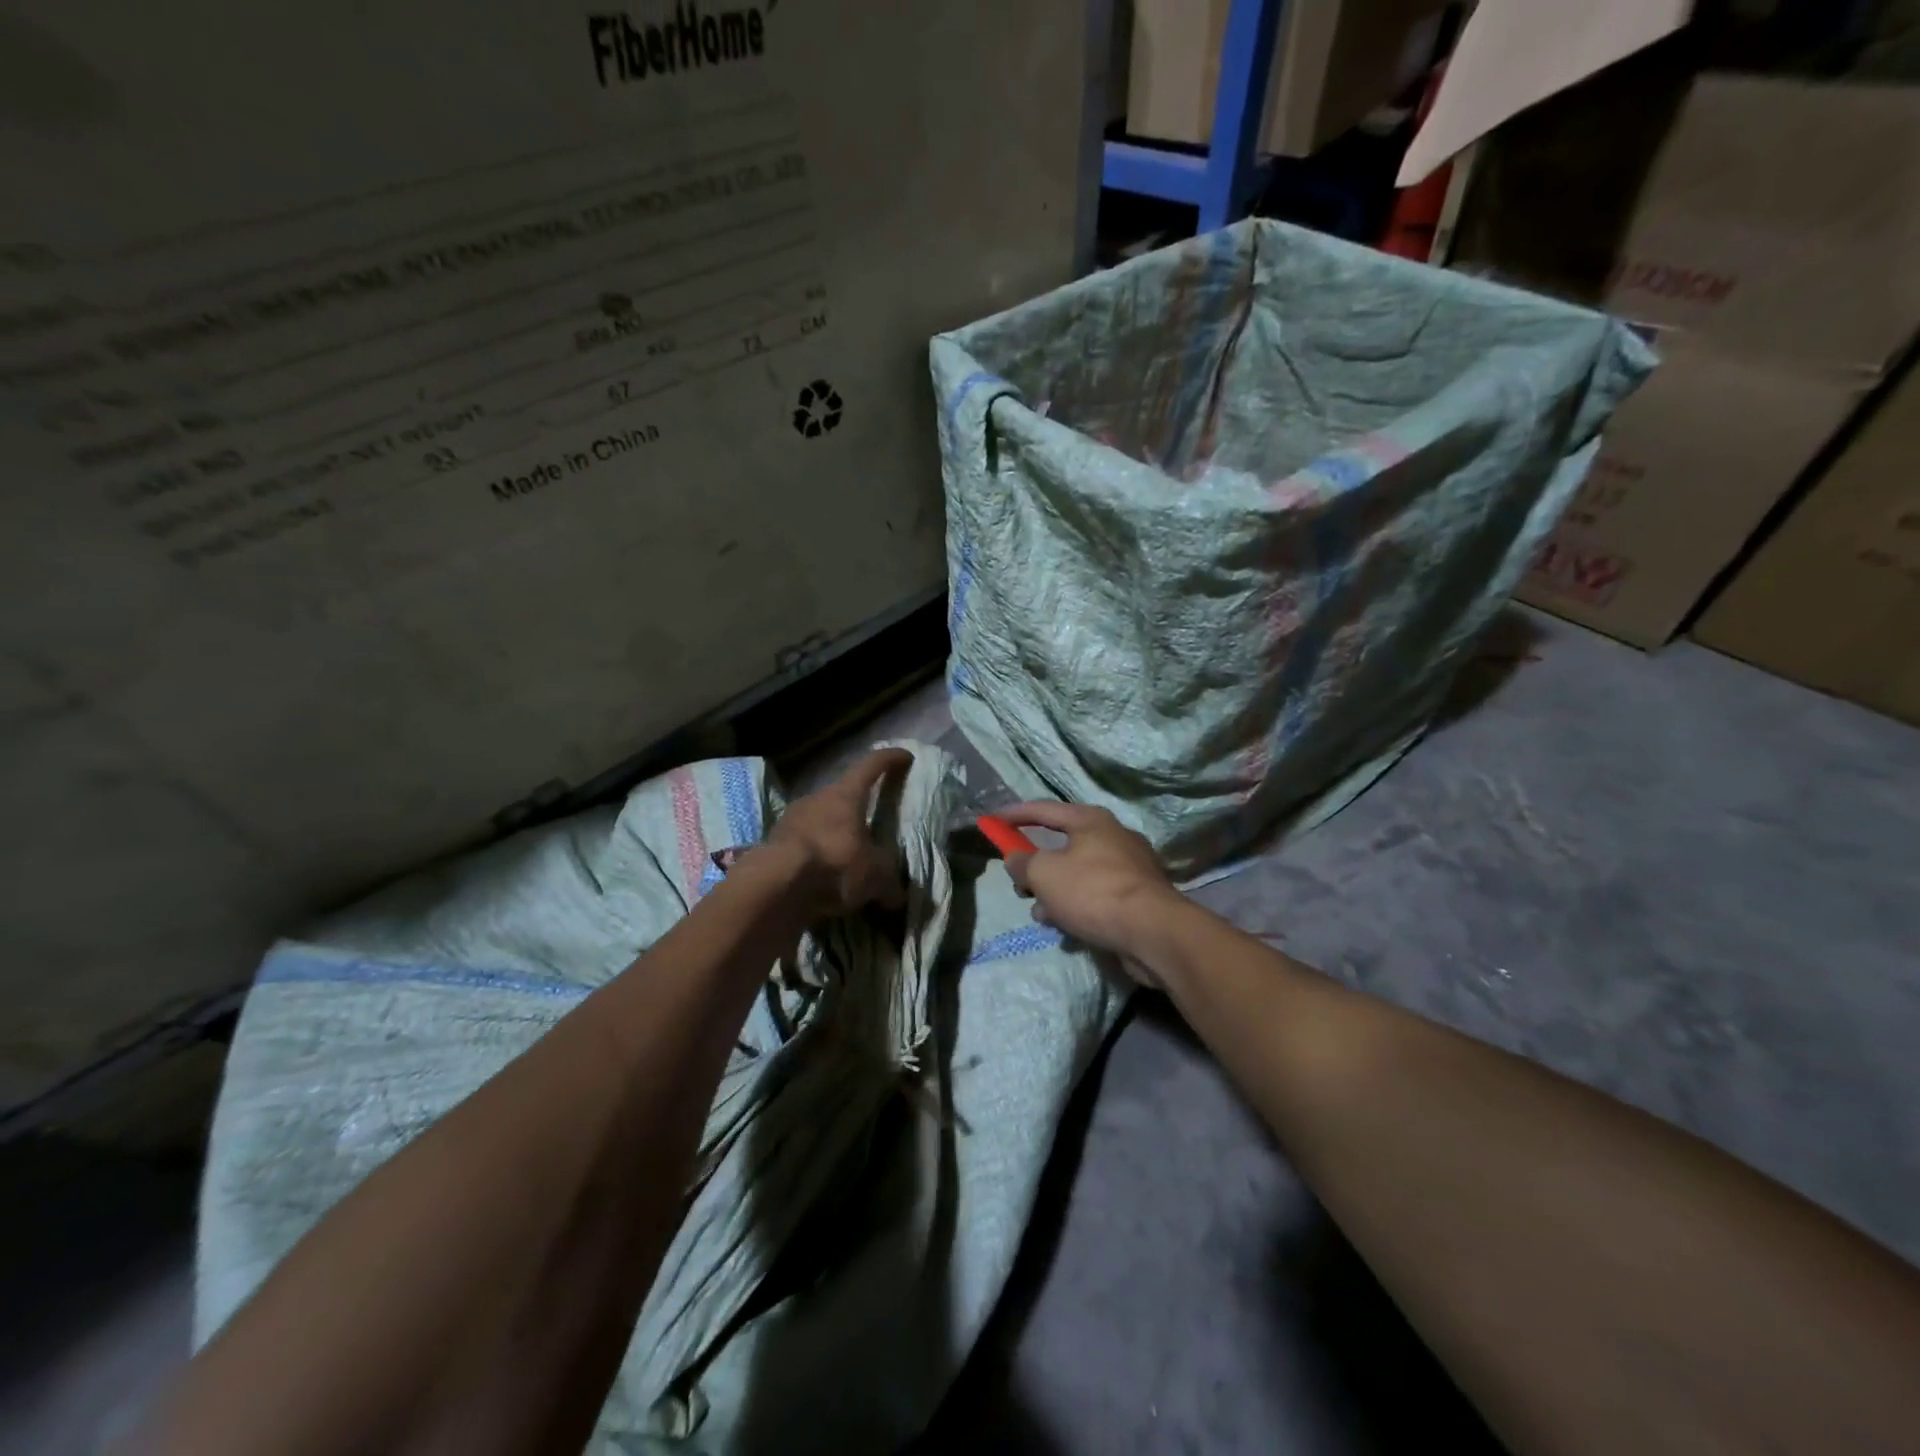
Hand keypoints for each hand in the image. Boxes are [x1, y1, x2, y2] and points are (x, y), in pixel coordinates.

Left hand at [763, 747, 912, 918]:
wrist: (775, 886)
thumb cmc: (835, 865)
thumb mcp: (875, 876)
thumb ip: (889, 882)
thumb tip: (897, 897)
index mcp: (846, 795)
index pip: (871, 765)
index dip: (890, 759)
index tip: (905, 757)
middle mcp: (817, 798)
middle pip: (842, 794)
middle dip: (857, 806)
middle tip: (871, 822)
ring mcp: (790, 819)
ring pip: (819, 819)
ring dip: (833, 833)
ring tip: (846, 854)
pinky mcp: (773, 843)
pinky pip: (802, 844)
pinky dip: (814, 855)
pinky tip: (822, 875)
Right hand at [1001, 802, 1181, 980]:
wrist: (1153, 932)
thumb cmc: (1094, 892)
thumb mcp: (1044, 874)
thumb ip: (1023, 863)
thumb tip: (1016, 859)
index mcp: (1091, 820)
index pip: (1043, 809)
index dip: (1014, 815)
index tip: (991, 822)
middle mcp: (1113, 836)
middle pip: (1062, 845)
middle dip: (1036, 868)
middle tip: (1021, 887)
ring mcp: (1130, 867)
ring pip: (1078, 874)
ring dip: (1055, 893)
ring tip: (1044, 915)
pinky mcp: (1138, 896)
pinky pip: (1096, 895)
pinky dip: (1078, 906)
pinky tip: (1068, 928)